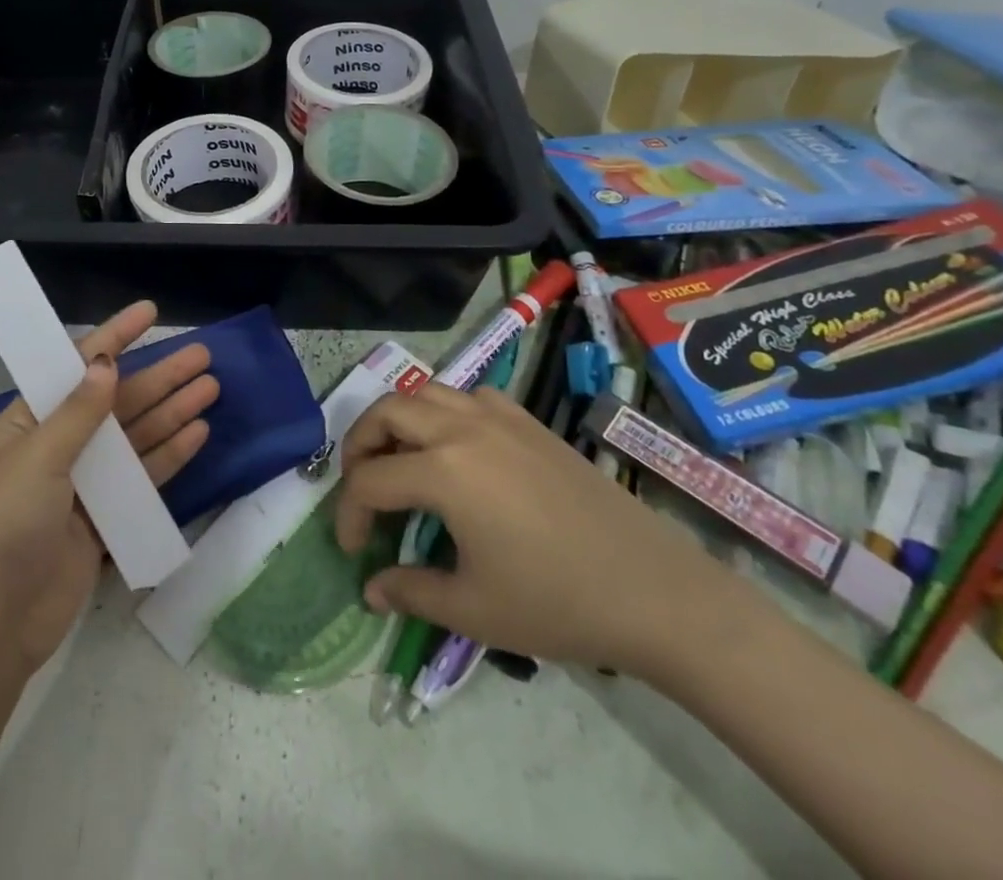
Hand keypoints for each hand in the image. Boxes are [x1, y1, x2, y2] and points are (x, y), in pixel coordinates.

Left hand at [0, 301, 216, 678]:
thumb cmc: (4, 526)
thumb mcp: (38, 459)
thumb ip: (79, 412)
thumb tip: (106, 363)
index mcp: (30, 420)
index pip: (77, 366)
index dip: (115, 336)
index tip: (149, 312)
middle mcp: (59, 444)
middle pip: (117, 400)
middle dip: (159, 376)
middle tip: (203, 356)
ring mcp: (84, 481)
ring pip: (136, 435)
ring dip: (171, 411)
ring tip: (210, 388)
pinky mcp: (104, 517)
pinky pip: (142, 476)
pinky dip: (169, 454)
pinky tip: (197, 434)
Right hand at [335, 383, 745, 678]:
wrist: (654, 591)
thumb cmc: (557, 603)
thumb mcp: (474, 609)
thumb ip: (410, 591)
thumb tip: (371, 589)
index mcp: (443, 471)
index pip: (369, 481)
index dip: (349, 515)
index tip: (354, 550)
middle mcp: (461, 427)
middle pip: (386, 411)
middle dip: (359, 445)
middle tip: (361, 488)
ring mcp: (498, 416)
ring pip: (425, 392)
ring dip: (398, 420)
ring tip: (399, 460)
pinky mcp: (527, 420)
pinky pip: (468, 395)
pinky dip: (444, 410)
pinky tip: (456, 448)